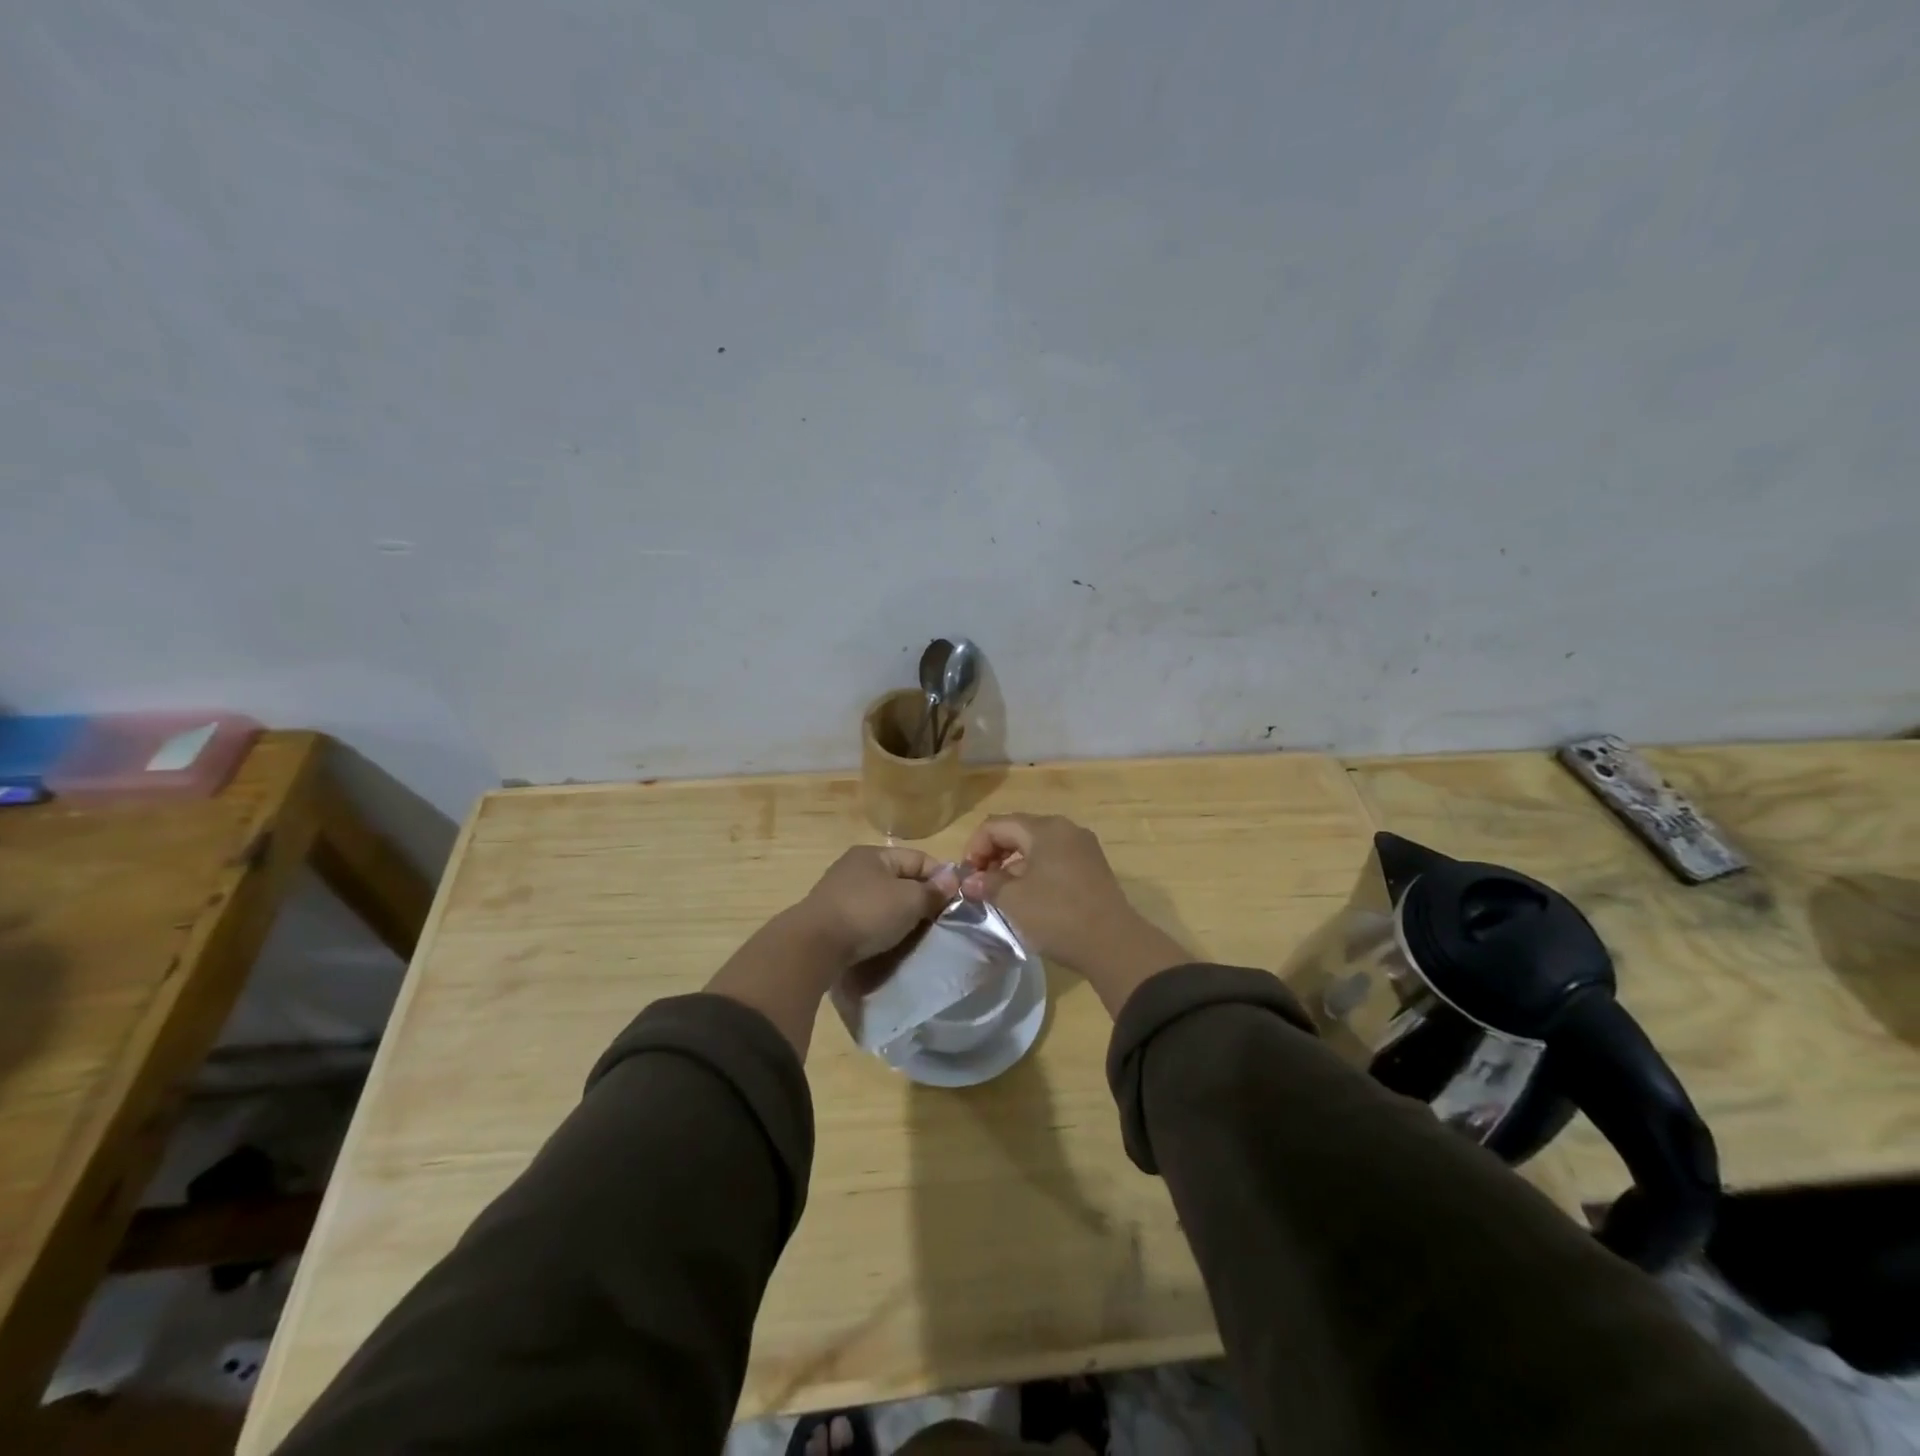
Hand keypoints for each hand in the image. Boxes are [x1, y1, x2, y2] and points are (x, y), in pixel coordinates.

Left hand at [794, 846, 958, 966]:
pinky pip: (866, 916)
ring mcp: (840, 891)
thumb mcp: (909, 901)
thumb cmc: (867, 914)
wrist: (813, 946)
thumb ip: (933, 890)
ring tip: (915, 934)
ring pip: (883, 899)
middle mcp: (855, 866)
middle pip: (900, 878)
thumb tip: (953, 878)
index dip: (941, 877)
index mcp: (874, 854)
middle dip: (920, 897)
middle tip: (938, 921)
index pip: (919, 858)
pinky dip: (880, 926)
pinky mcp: (831, 916)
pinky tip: (887, 940)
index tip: (955, 902)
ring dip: (900, 914)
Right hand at [959, 814, 1188, 1013]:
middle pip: (1017, 831)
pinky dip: (1035, 871)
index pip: (996, 825)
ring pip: (1037, 846)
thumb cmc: (1057, 915)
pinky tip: (1029, 896)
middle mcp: (1065, 829)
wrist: (1114, 944)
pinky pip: (1055, 859)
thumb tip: (971, 881)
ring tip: (1001, 893)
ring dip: (1013, 864)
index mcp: (1044, 828)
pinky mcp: (1092, 867)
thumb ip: (988, 883)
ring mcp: (1083, 847)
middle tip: (980, 884)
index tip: (968, 877)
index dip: (975, 847)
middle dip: (993, 854)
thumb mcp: (1014, 900)